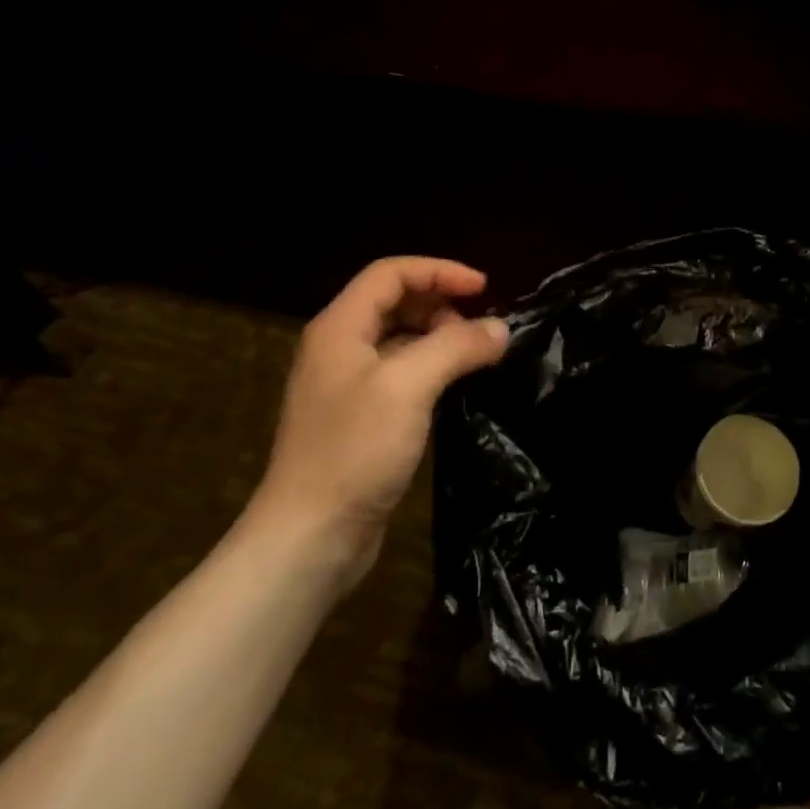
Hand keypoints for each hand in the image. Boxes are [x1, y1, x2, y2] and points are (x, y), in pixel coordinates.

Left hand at [250, 257, 508, 558]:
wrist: (309, 538)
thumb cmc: (354, 450)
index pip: (391, 273)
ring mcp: (346, 385)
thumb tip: (500, 329)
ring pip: (399, 338)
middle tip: (480, 329)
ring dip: (439, 337)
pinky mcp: (359, 418)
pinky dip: (431, 368)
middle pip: (395, 301)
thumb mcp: (409, 386)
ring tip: (474, 358)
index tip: (484, 288)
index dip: (439, 271)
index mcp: (340, 327)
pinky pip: (400, 374)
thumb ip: (456, 346)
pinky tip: (454, 388)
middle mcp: (339, 347)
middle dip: (441, 303)